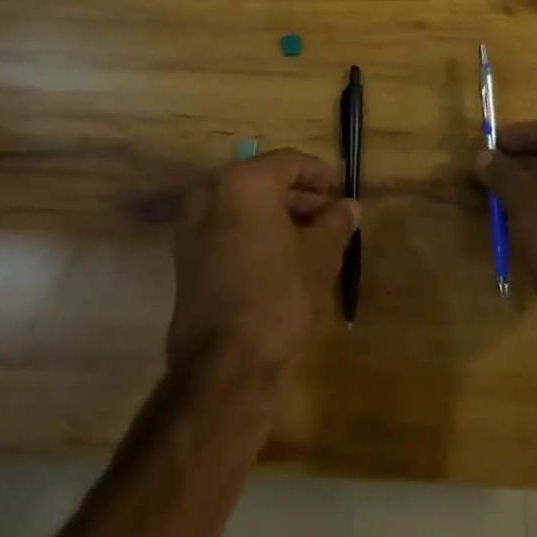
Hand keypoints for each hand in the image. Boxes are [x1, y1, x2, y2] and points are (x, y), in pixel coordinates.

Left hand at [168, 149, 359, 379]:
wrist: (224, 374)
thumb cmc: (278, 301)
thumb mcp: (319, 258)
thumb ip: (335, 223)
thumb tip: (350, 206)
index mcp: (242, 183)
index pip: (288, 163)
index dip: (318, 174)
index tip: (341, 190)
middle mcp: (211, 194)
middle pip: (263, 182)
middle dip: (298, 197)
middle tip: (330, 215)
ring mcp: (193, 228)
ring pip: (244, 207)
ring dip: (277, 216)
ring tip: (313, 238)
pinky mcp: (187, 260)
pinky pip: (228, 230)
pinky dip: (254, 234)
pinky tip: (283, 257)